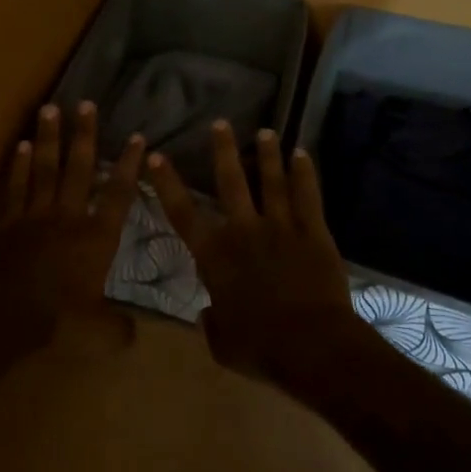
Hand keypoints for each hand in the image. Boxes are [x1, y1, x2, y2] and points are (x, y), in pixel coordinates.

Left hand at [0, 101, 145, 347]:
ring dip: (48, 138)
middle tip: (86, 103)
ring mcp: (35, 214)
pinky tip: (19, 145)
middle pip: (79, 168)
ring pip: (44, 168)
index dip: (129, 165)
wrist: (4, 310)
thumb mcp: (97, 329)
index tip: (137, 137)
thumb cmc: (57, 316)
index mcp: (96, 237)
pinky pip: (15, 186)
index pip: (119, 193)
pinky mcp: (8, 220)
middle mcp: (69, 216)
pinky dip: (17, 166)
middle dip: (84, 135)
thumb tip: (134, 336)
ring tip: (50, 108)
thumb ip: (117, 328)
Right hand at [146, 121, 361, 378]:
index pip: (183, 212)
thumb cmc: (261, 348)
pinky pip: (307, 196)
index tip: (157, 156)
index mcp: (214, 256)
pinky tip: (302, 154)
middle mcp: (243, 231)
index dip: (168, 183)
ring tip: (265, 131)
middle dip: (223, 150)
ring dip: (267, 155)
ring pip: (271, 181)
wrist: (312, 346)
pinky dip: (304, 173)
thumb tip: (208, 313)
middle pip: (230, 182)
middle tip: (220, 123)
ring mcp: (280, 227)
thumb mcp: (222, 344)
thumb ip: (211, 322)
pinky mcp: (313, 232)